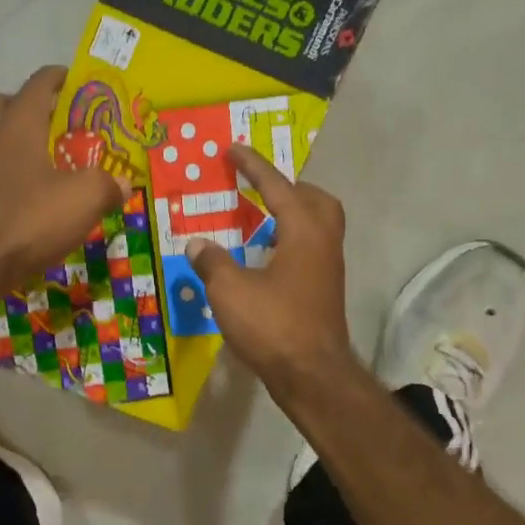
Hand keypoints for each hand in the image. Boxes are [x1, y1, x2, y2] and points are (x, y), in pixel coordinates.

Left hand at [0, 66, 123, 296]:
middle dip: (19, 103)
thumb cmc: (30, 219)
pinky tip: (13, 192)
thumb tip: (121, 184)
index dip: (55, 78)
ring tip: (26, 154)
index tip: (70, 79)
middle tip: (46, 120)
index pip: (36, 86)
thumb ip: (106, 185)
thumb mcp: (84, 199)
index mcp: (19, 127)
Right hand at [187, 146, 353, 388]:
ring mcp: (328, 269)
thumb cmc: (273, 325)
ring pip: (317, 226)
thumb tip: (197, 244)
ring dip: (290, 215)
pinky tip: (263, 258)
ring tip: (258, 219)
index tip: (233, 148)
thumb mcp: (229, 290)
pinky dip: (289, 240)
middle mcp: (323, 243)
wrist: (312, 376)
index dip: (252, 166)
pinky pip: (310, 249)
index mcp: (303, 232)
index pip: (277, 187)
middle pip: (315, 200)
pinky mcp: (324, 291)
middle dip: (287, 187)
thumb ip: (212, 262)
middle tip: (258, 188)